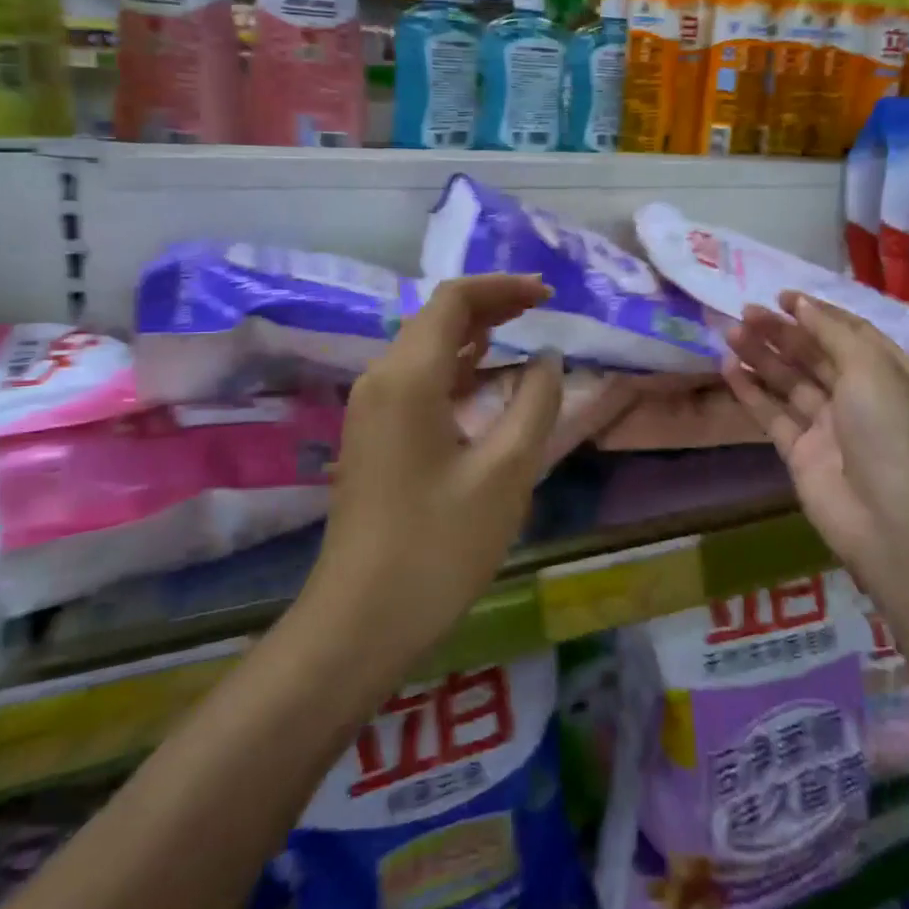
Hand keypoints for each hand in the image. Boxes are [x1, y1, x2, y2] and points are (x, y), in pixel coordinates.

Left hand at [302, 275, 561, 676]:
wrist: (360, 621)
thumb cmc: (438, 546)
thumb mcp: (506, 472)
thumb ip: (535, 404)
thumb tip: (546, 359)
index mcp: (408, 378)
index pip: (454, 301)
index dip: (502, 287)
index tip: (548, 294)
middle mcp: (381, 380)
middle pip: (436, 317)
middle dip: (490, 304)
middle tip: (541, 306)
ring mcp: (371, 408)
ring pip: (425, 347)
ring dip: (473, 332)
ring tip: (520, 330)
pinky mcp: (373, 435)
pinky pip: (416, 378)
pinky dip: (455, 364)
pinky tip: (484, 377)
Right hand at [722, 292, 908, 577]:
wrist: (893, 518)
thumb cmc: (890, 429)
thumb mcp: (871, 367)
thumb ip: (832, 333)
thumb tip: (803, 304)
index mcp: (887, 372)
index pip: (848, 332)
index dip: (816, 313)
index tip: (782, 297)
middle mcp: (859, 396)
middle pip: (814, 355)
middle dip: (781, 333)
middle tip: (745, 312)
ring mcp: (828, 426)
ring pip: (789, 383)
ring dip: (761, 357)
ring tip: (730, 333)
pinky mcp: (801, 453)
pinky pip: (773, 416)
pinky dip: (751, 393)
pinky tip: (728, 369)